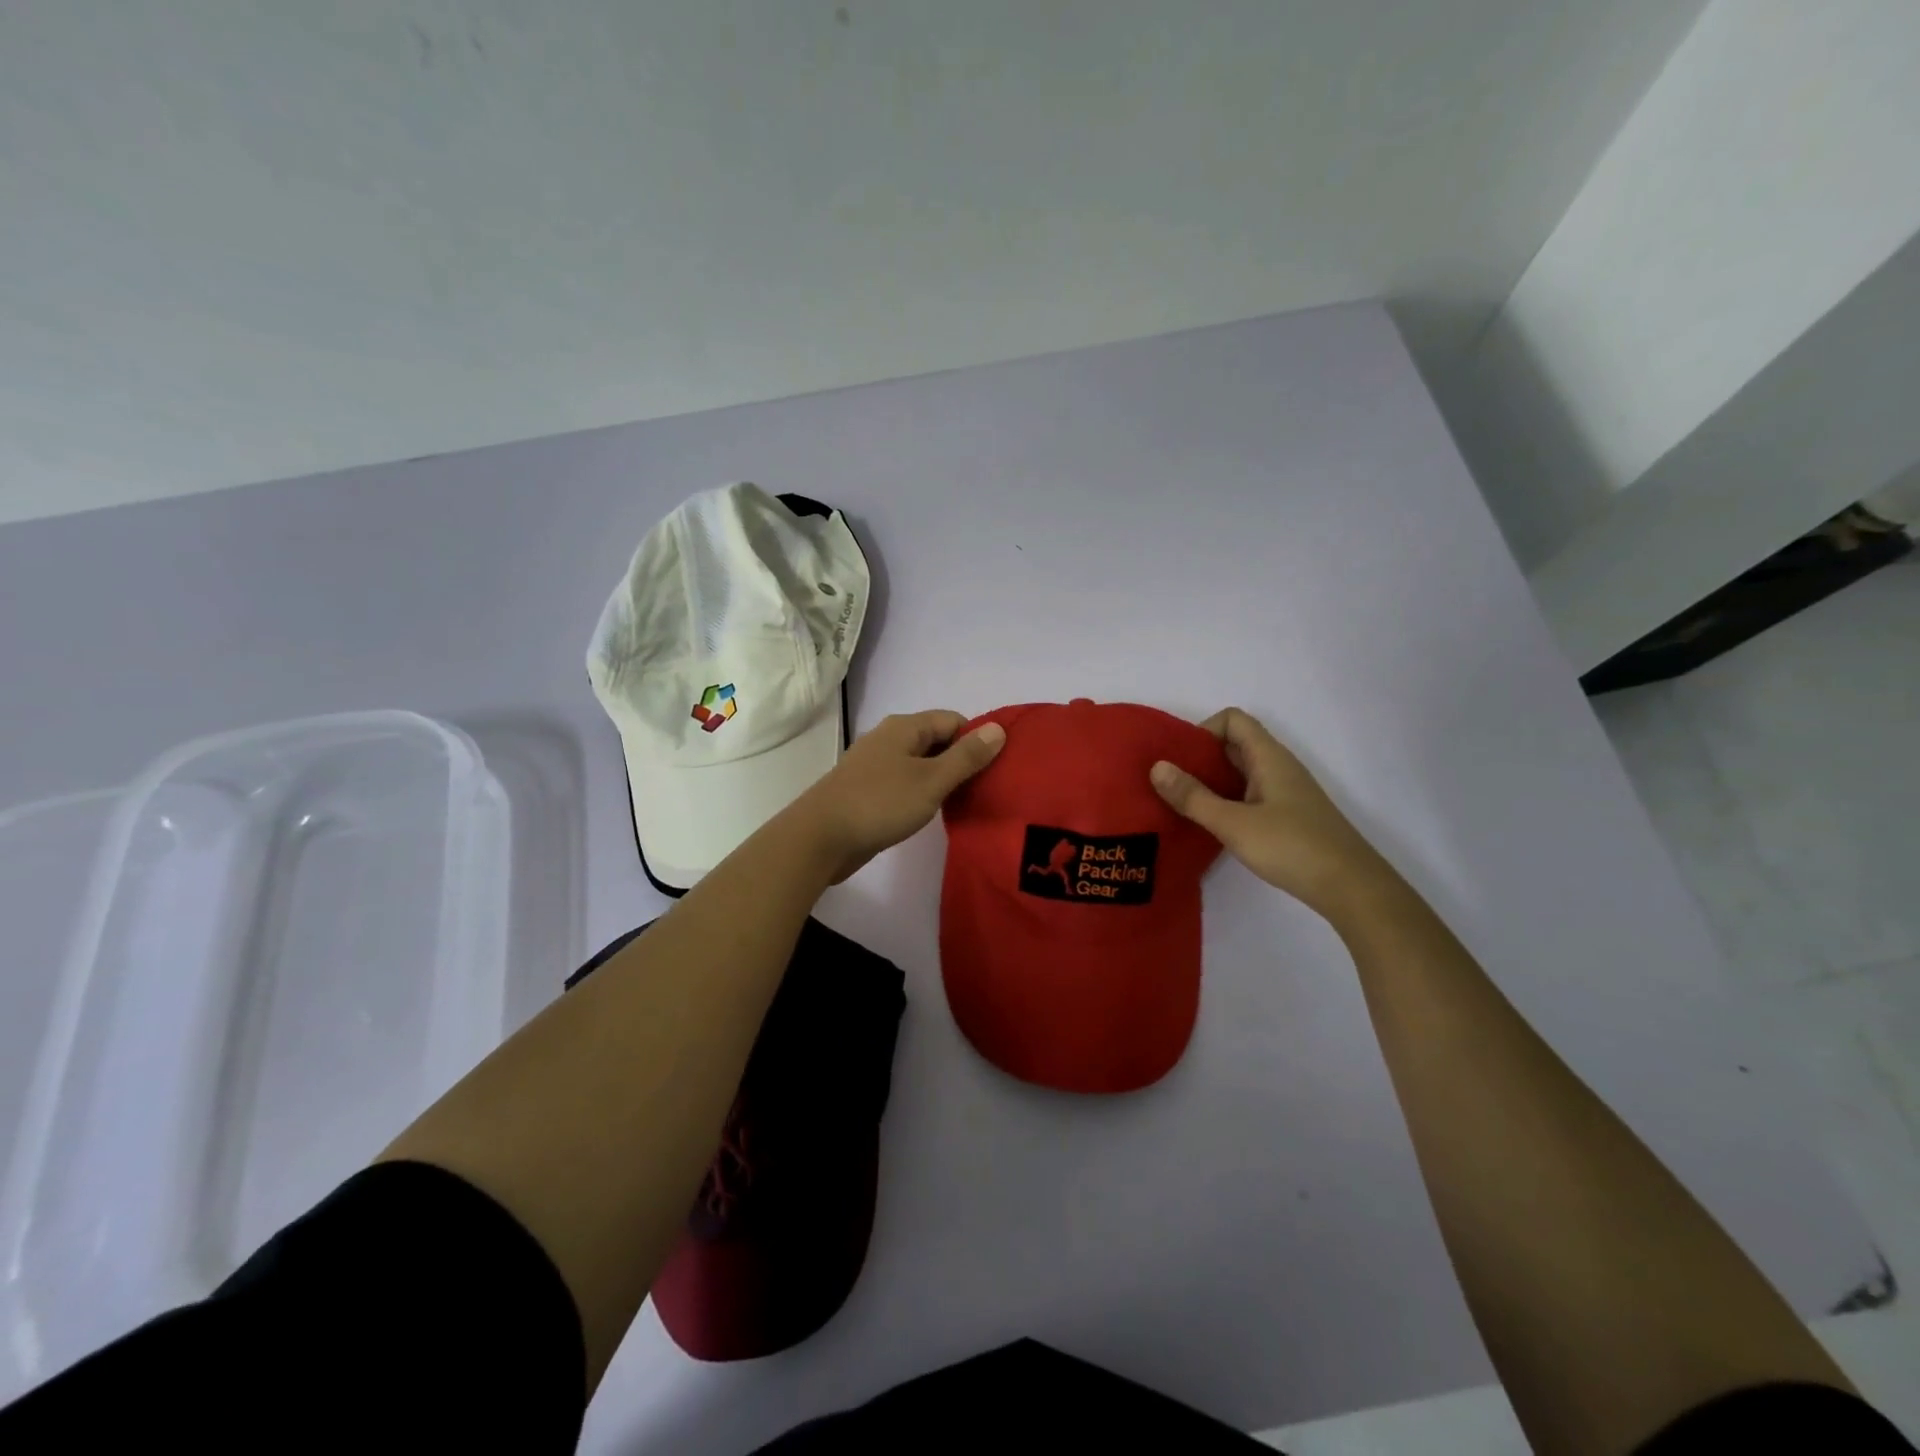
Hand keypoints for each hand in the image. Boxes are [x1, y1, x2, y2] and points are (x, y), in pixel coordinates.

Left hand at [791, 710, 1005, 881]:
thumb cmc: (880, 803)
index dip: (976, 739)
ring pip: (920, 764)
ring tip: (965, 802)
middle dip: (961, 760)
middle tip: (986, 788)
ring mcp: (875, 765)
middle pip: (936, 740)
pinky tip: (932, 813)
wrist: (820, 838)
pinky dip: (922, 793)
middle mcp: (888, 739)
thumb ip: (966, 756)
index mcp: (904, 728)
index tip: (995, 768)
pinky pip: (904, 783)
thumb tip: (999, 728)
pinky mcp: (867, 790)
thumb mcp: (931, 780)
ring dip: (942, 779)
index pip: (952, 720)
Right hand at [1149, 707, 1390, 917]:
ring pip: (1240, 772)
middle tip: (1168, 781)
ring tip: (1180, 803)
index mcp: (1269, 757)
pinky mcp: (1287, 816)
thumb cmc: (1292, 847)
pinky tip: (1210, 824)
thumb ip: (1193, 796)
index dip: (1203, 730)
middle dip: (1199, 757)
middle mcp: (1278, 767)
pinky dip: (1226, 801)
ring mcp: (1284, 793)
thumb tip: (1156, 767)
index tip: (1178, 759)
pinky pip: (1249, 795)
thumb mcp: (1234, 823)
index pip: (1233, 720)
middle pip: (1234, 744)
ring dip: (1210, 781)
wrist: (1351, 887)